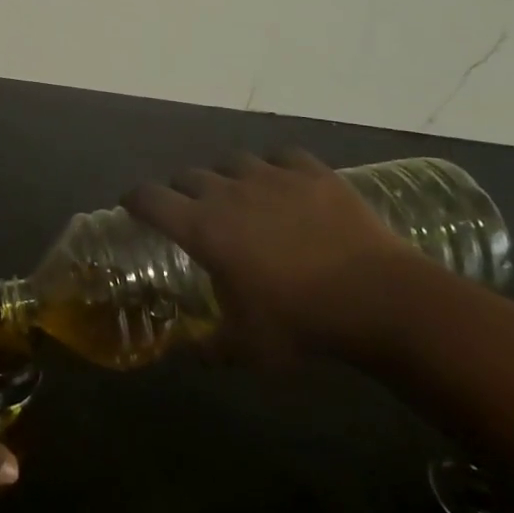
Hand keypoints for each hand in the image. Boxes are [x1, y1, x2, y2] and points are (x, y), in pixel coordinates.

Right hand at [123, 149, 410, 363]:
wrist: (380, 299)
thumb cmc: (302, 323)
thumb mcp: (248, 348)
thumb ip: (210, 349)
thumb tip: (188, 355)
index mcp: (201, 228)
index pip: (149, 198)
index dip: (135, 199)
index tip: (133, 208)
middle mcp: (226, 192)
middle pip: (187, 175)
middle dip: (182, 191)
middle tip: (193, 213)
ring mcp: (271, 176)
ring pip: (231, 161)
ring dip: (226, 176)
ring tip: (239, 195)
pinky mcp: (311, 172)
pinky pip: (281, 156)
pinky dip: (275, 167)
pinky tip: (284, 184)